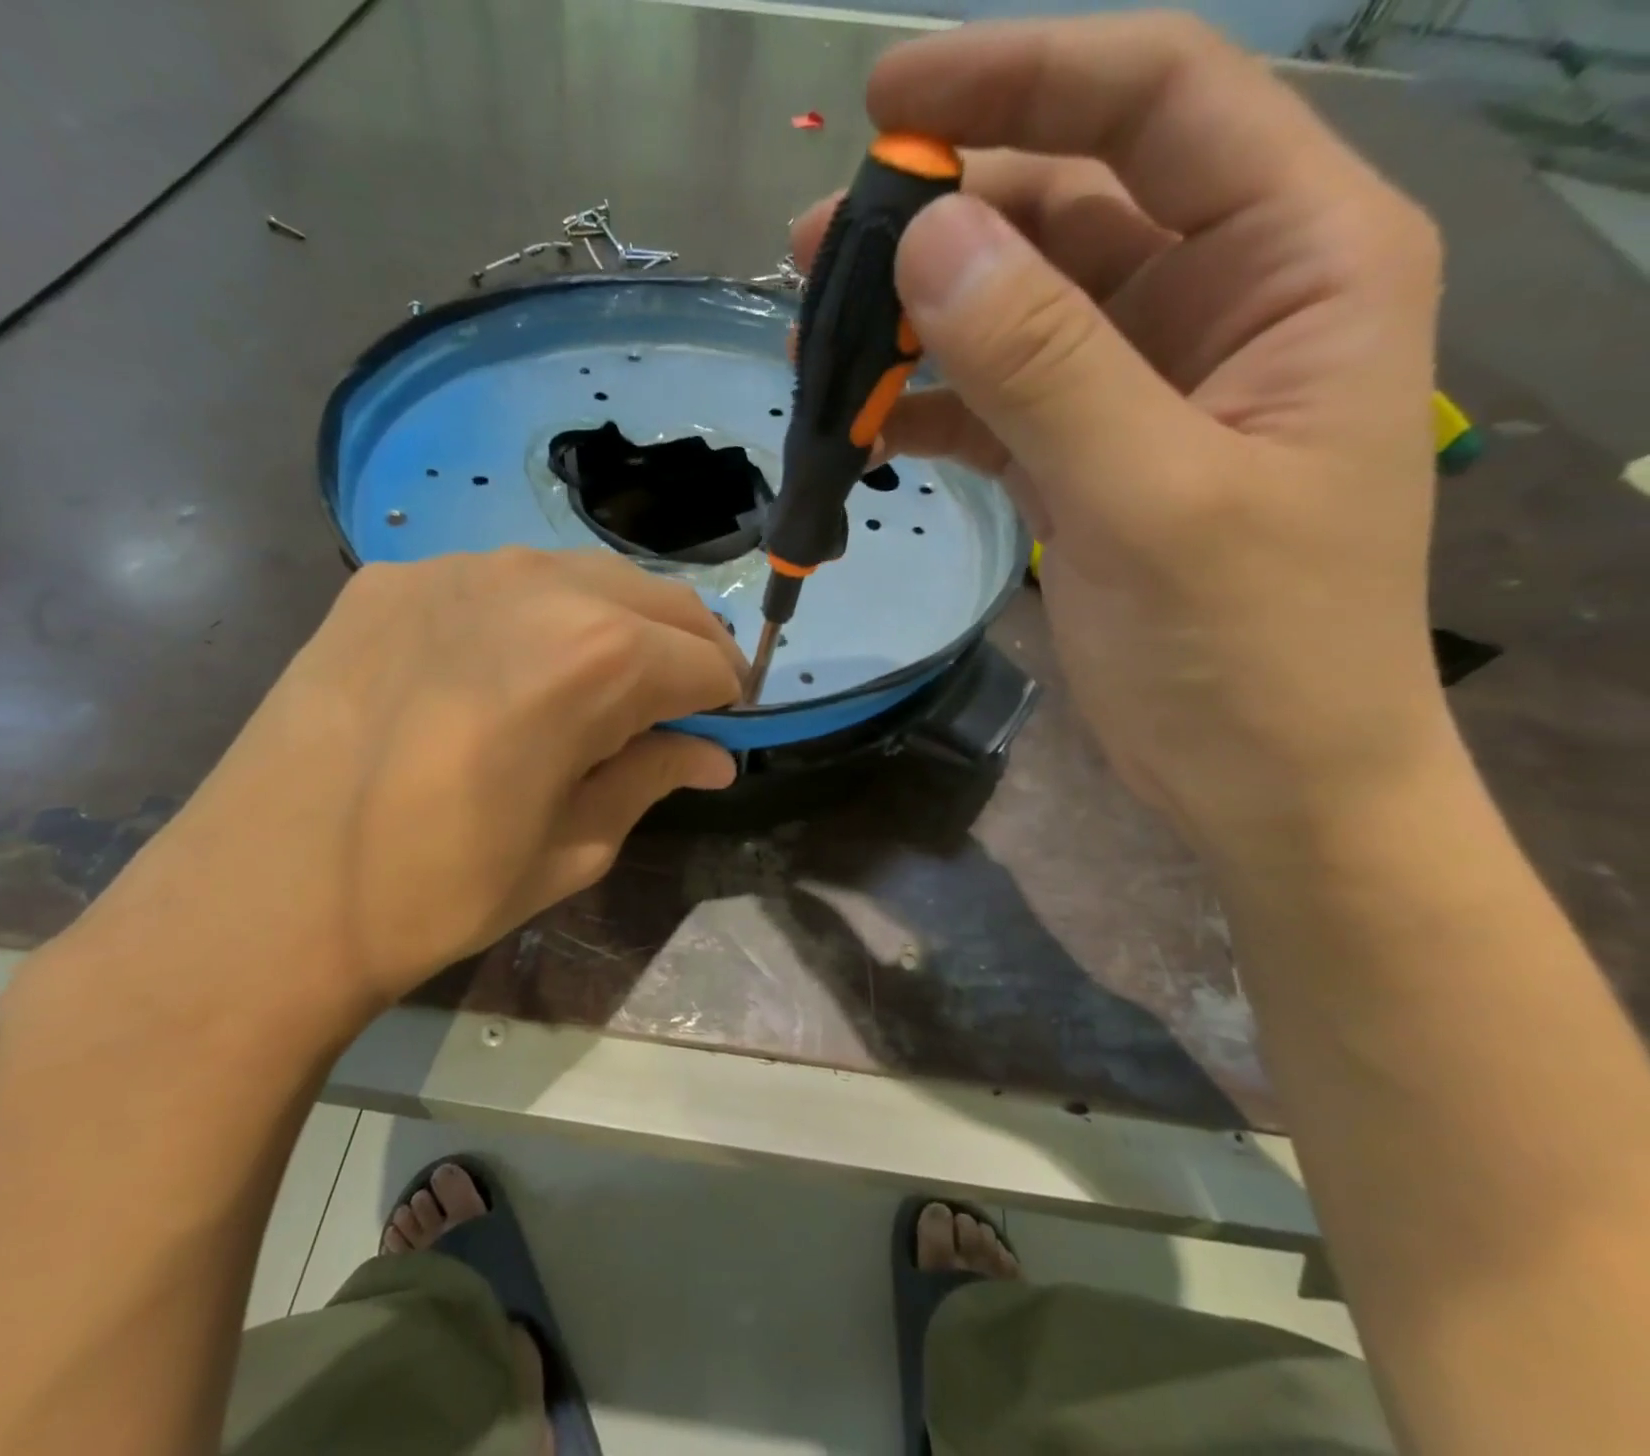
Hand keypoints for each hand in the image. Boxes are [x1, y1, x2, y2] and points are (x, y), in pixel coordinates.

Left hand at [57, 550, 742, 1033]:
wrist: (258, 899)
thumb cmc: (435, 893)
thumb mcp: (572, 849)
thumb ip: (651, 778)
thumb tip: (711, 756)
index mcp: (593, 659)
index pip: (702, 659)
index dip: (725, 698)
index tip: (718, 732)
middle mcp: (534, 586)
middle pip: (655, 600)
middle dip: (687, 650)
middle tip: (679, 707)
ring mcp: (454, 569)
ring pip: (583, 575)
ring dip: (618, 624)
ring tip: (601, 685)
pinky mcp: (391, 577)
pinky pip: (501, 580)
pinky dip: (537, 616)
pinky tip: (506, 669)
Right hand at [797, 15, 1449, 852]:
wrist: (1264, 777)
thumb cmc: (1250, 648)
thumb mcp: (1149, 496)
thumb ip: (1043, 362)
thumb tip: (927, 237)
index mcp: (1296, 262)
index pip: (1155, 106)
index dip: (1022, 79)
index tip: (890, 99)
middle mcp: (1220, 302)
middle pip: (1066, 208)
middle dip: (942, 218)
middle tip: (818, 250)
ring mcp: (1143, 387)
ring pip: (1015, 312)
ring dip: (918, 321)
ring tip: (818, 341)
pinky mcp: (1087, 460)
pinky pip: (995, 403)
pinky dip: (928, 407)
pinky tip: (861, 426)